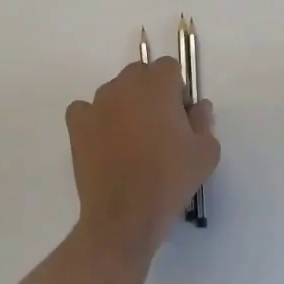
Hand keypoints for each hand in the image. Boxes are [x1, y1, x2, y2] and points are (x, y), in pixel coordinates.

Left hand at [66, 58, 218, 258]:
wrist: (125, 216)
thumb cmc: (170, 180)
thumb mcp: (206, 152)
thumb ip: (204, 120)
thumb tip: (196, 107)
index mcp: (158, 86)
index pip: (168, 67)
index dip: (176, 89)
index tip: (180, 116)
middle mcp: (125, 86)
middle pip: (140, 74)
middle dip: (150, 92)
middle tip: (158, 127)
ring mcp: (97, 104)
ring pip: (114, 91)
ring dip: (124, 105)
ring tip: (131, 140)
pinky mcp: (77, 125)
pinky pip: (85, 109)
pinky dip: (95, 119)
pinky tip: (104, 141)